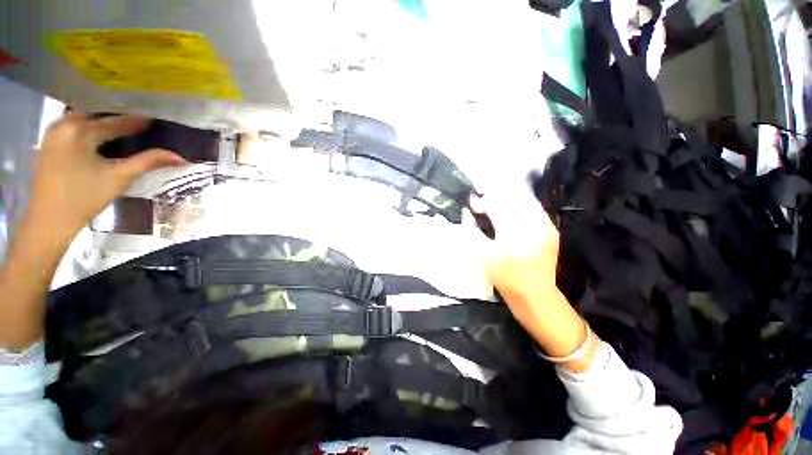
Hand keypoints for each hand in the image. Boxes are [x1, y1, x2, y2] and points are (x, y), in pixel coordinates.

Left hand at [29, 113, 184, 236]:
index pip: (115, 122)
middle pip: (97, 115)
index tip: (156, 118)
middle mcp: (63, 124)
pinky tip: (100, 133)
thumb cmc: (85, 198)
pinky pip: (73, 126)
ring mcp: (52, 133)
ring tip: (122, 123)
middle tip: (139, 118)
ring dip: (103, 120)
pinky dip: (89, 127)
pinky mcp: (48, 143)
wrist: (49, 220)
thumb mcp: (120, 178)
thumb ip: (148, 162)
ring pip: (84, 119)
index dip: (137, 121)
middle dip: (118, 116)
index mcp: (79, 130)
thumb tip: (180, 157)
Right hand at [471, 195, 597, 371]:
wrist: (535, 294)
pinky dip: (522, 206)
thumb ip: (473, 231)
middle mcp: (531, 224)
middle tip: (487, 200)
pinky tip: (514, 213)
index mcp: (511, 233)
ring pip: (526, 199)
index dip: (482, 200)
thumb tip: (468, 212)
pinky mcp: (552, 229)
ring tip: (500, 204)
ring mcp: (545, 226)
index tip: (474, 202)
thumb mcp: (482, 255)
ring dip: (510, 198)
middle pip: (513, 196)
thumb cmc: (504, 276)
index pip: (494, 204)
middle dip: (497, 195)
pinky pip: (535, 209)